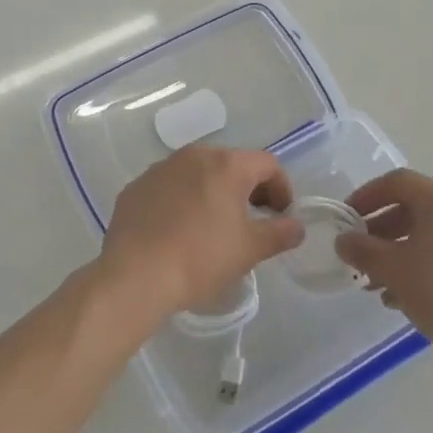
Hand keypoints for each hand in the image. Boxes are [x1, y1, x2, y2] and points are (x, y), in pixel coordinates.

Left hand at [97, 146, 303, 328]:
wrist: (135, 275)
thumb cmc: (200, 258)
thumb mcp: (249, 250)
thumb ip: (279, 233)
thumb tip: (297, 227)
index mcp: (226, 165)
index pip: (267, 164)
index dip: (281, 188)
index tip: (281, 215)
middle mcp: (194, 156)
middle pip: (231, 164)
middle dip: (247, 188)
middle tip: (252, 220)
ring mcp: (160, 168)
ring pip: (198, 173)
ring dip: (213, 192)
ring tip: (214, 226)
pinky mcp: (136, 187)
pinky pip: (169, 187)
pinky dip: (182, 200)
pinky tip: (179, 230)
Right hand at [335, 169, 432, 371]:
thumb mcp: (393, 269)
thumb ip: (362, 249)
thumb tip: (343, 241)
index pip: (396, 182)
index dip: (366, 196)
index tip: (346, 219)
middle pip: (413, 207)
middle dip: (380, 231)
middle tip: (359, 253)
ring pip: (430, 232)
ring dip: (398, 251)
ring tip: (376, 282)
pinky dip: (422, 263)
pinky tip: (403, 295)